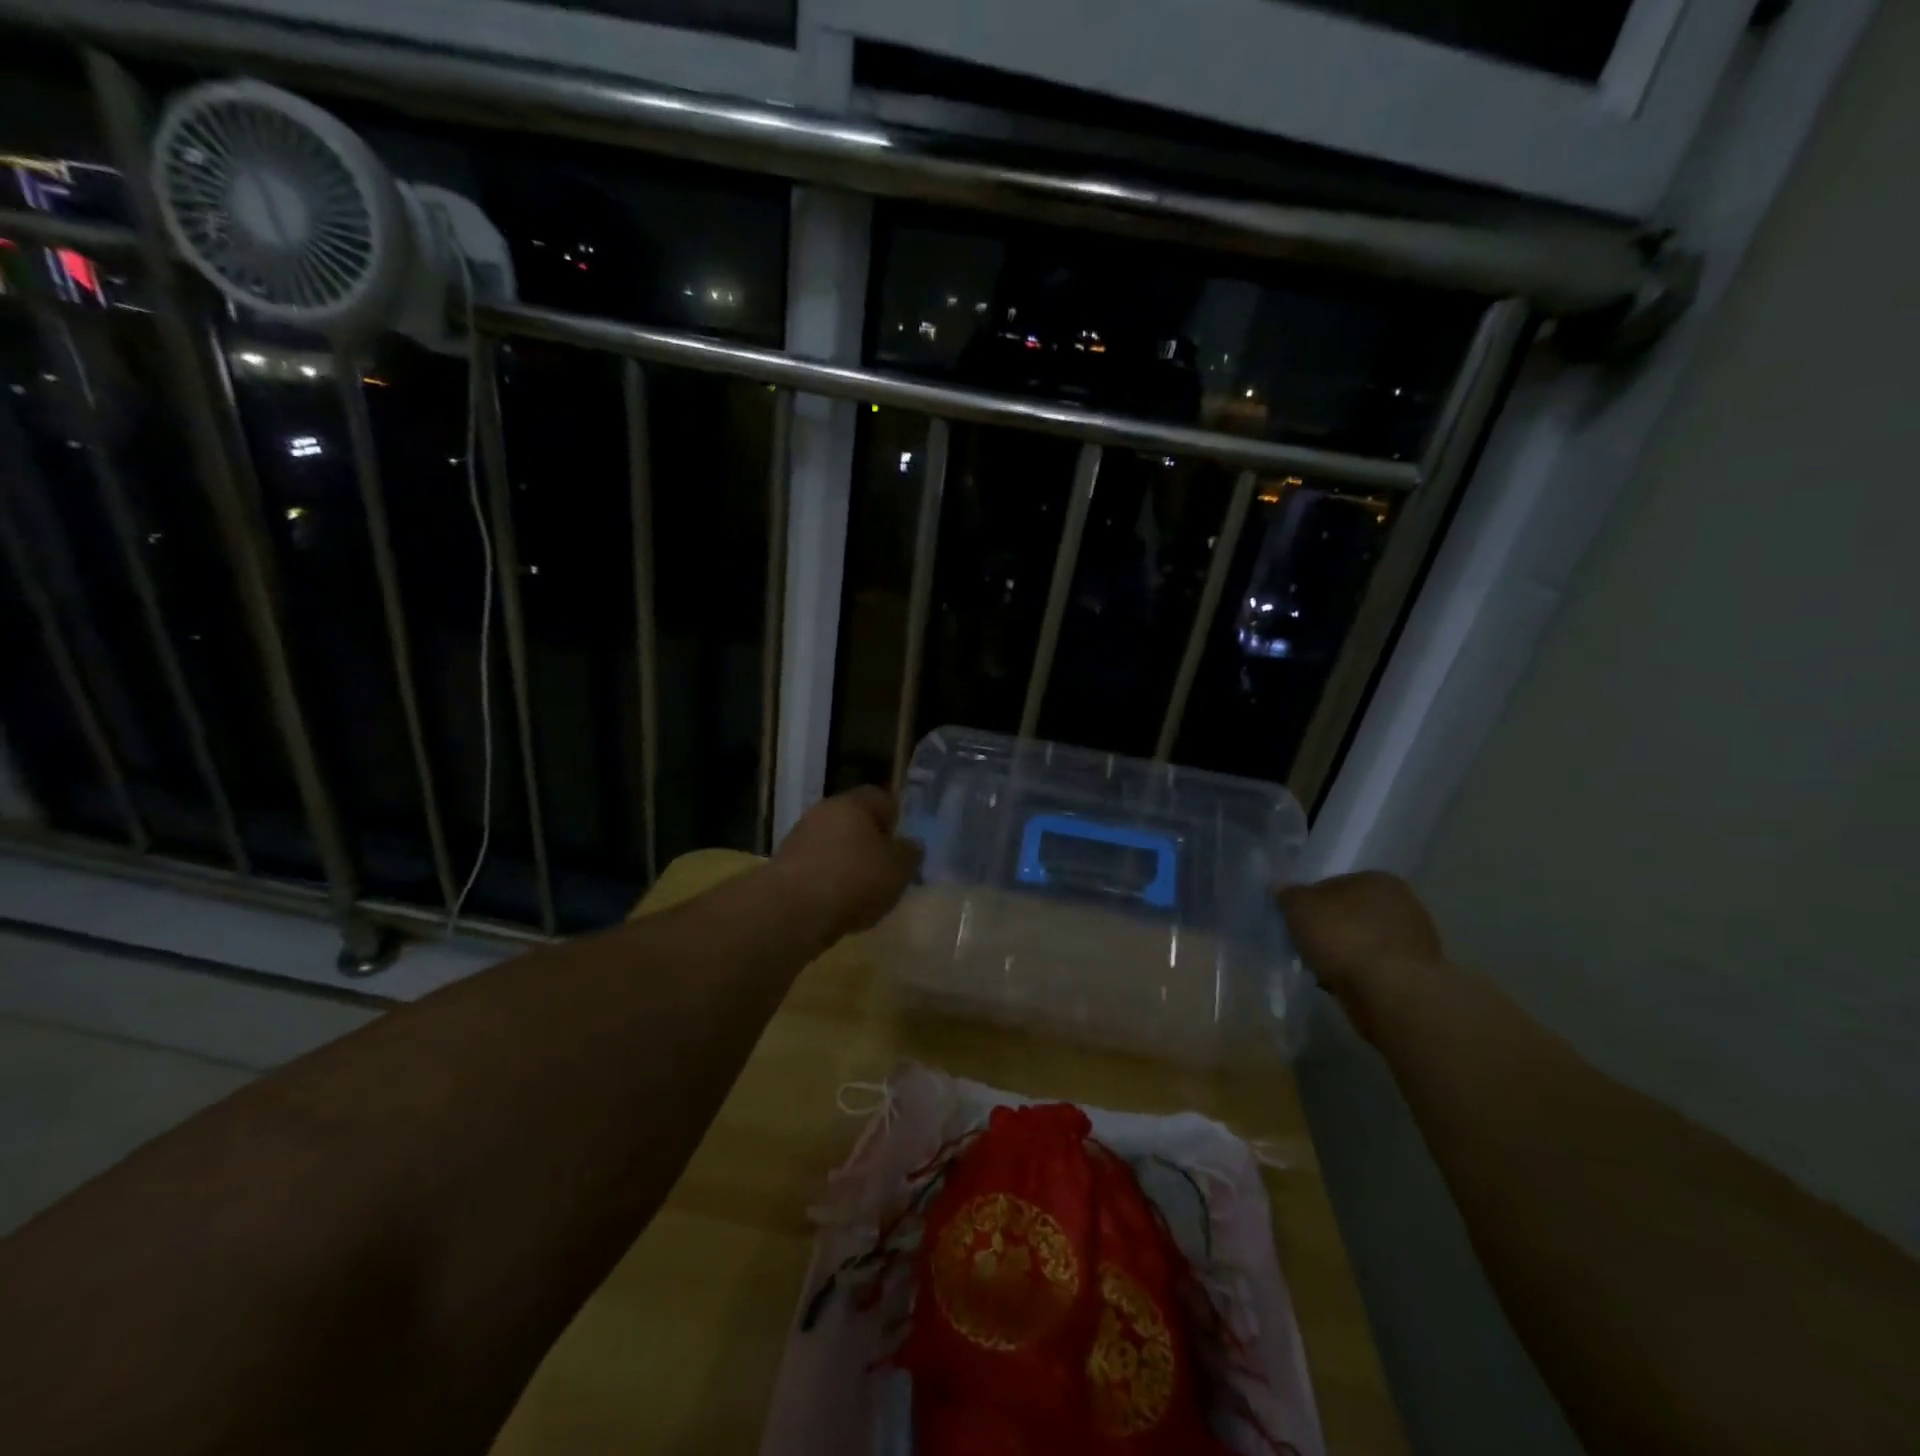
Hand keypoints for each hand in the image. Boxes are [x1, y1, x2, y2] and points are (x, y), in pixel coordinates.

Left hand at [771, 786, 922, 937]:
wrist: (793, 910)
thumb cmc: (855, 878)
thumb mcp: (899, 868)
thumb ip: (909, 853)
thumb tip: (910, 845)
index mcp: (853, 803)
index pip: (879, 798)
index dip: (894, 817)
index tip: (902, 842)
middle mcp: (823, 812)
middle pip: (853, 821)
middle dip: (869, 842)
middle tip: (885, 868)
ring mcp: (799, 838)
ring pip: (833, 845)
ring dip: (847, 862)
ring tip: (863, 892)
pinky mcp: (784, 867)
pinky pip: (816, 868)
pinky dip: (828, 881)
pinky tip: (839, 904)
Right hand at [1276, 871, 1441, 1002]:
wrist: (1391, 993)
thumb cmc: (1344, 937)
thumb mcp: (1299, 908)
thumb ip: (1288, 895)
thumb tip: (1281, 889)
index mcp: (1377, 879)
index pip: (1333, 885)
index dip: (1310, 904)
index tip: (1296, 924)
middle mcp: (1403, 903)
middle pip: (1350, 914)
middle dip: (1330, 930)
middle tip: (1308, 948)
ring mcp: (1415, 940)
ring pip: (1363, 942)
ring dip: (1345, 954)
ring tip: (1324, 971)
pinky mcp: (1418, 974)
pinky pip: (1376, 968)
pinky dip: (1360, 974)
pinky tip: (1345, 986)